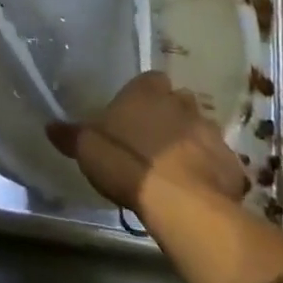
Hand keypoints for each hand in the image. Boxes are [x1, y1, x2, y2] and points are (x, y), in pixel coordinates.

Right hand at [46, 72, 247, 217]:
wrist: (179, 202)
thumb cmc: (126, 163)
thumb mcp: (87, 149)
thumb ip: (71, 135)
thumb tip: (49, 125)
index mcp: (147, 92)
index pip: (149, 80)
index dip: (144, 95)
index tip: (135, 113)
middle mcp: (181, 103)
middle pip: (178, 102)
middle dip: (171, 116)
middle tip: (155, 140)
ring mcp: (211, 132)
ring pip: (201, 130)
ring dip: (192, 143)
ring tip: (177, 167)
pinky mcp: (232, 163)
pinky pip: (220, 162)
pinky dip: (212, 171)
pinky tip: (199, 189)